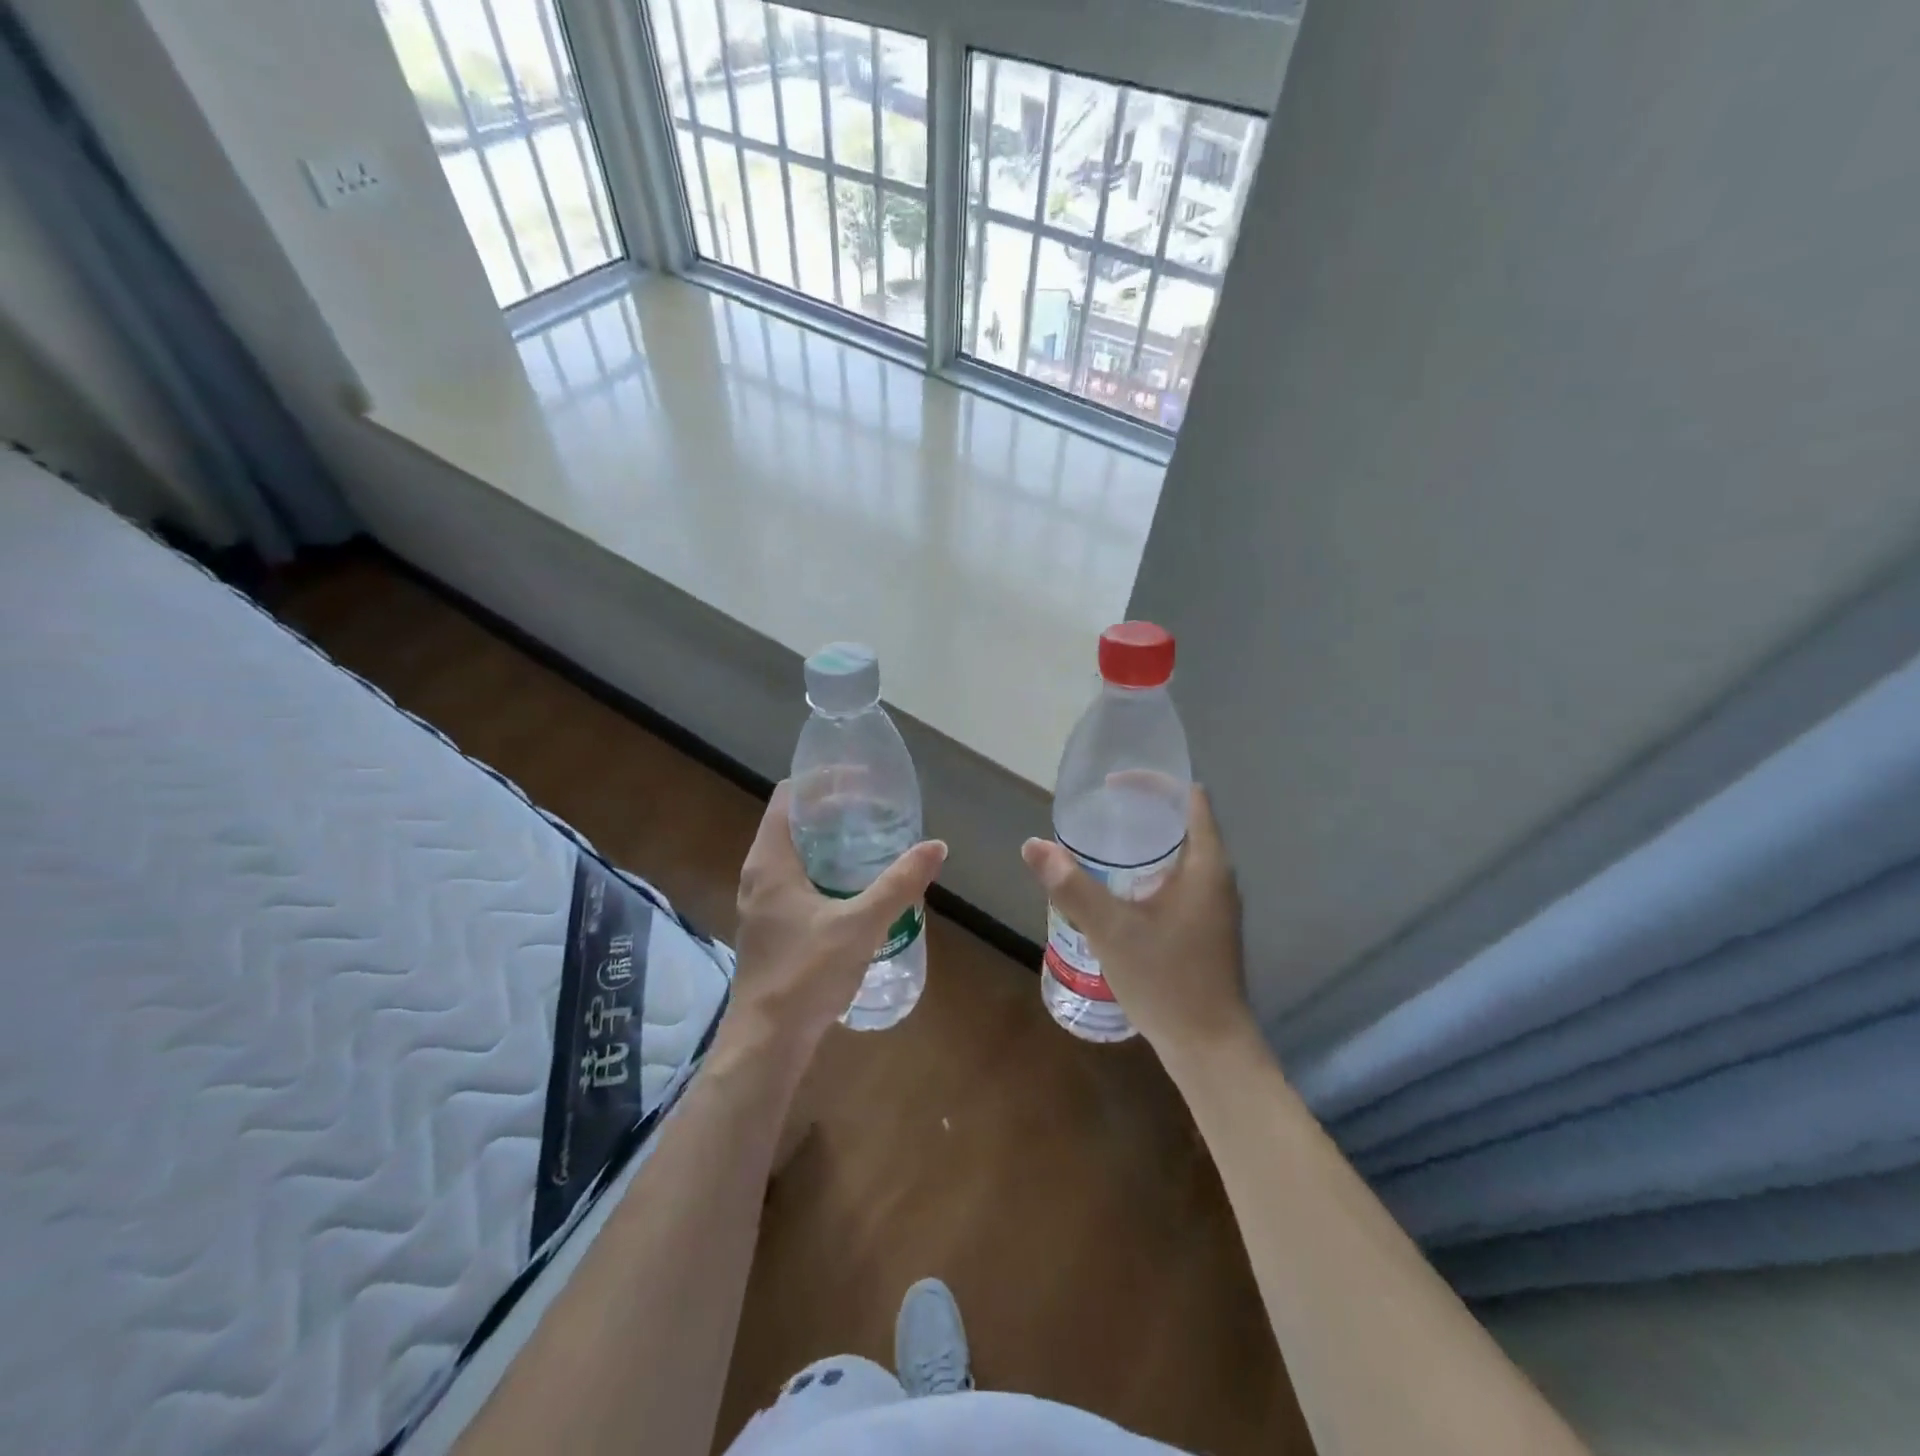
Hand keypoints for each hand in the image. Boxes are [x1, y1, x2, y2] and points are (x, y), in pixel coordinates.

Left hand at [726, 782, 946, 1052]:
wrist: (766, 1041)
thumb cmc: (806, 974)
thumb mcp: (861, 925)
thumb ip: (899, 884)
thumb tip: (936, 846)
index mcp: (770, 862)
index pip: (789, 797)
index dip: (822, 781)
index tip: (861, 780)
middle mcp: (758, 875)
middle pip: (793, 822)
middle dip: (832, 810)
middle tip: (875, 809)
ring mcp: (760, 903)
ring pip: (793, 854)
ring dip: (827, 842)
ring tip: (870, 841)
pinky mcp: (769, 927)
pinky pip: (795, 881)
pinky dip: (822, 870)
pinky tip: (854, 887)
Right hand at [1021, 786, 1251, 1065]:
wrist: (1210, 1048)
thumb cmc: (1167, 981)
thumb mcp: (1111, 930)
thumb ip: (1071, 885)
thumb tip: (1034, 845)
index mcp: (1205, 865)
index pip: (1189, 798)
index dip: (1154, 782)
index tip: (1113, 784)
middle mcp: (1217, 877)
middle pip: (1184, 822)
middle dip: (1143, 811)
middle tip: (1099, 811)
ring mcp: (1215, 904)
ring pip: (1181, 854)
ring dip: (1146, 843)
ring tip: (1102, 843)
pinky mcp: (1207, 926)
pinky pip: (1180, 880)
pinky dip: (1151, 870)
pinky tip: (1119, 889)